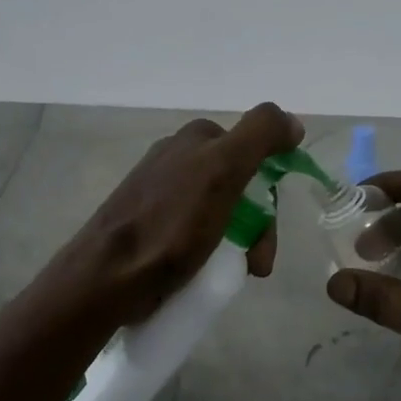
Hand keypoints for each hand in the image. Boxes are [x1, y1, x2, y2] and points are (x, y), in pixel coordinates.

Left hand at [42, 102, 303, 327]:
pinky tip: (206, 272)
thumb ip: (260, 135)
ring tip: (237, 275)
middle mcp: (178, 158)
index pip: (254, 154)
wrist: (107, 278)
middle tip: (255, 263)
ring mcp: (160, 193)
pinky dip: (210, 251)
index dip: (268, 192)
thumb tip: (293, 122)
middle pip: (239, 186)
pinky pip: (195, 232)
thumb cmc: (170, 224)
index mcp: (196, 139)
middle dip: (256, 226)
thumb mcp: (223, 170)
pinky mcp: (149, 225)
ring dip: (239, 244)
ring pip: (220, 213)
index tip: (267, 231)